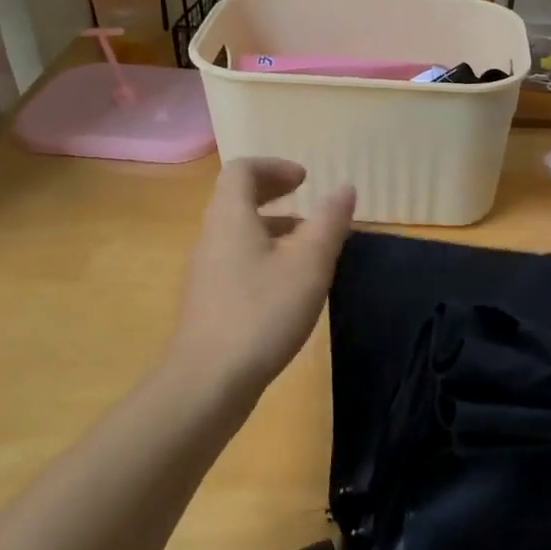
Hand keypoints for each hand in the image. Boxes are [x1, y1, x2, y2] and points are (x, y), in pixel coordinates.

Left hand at [165, 159, 354, 419]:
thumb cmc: (262, 313)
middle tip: (308, 199)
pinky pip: (237, 259)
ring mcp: (207, 272)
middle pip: (237, 199)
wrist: (207, 382)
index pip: (242, 170)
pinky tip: (291, 284)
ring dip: (273, 226)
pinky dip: (265, 254)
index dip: (275, 167)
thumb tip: (344, 188)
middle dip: (274, 193)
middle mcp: (211, 237)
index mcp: (230, 218)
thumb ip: (329, 223)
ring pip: (239, 232)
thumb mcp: (308, 265)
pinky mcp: (210, 302)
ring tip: (309, 243)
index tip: (306, 179)